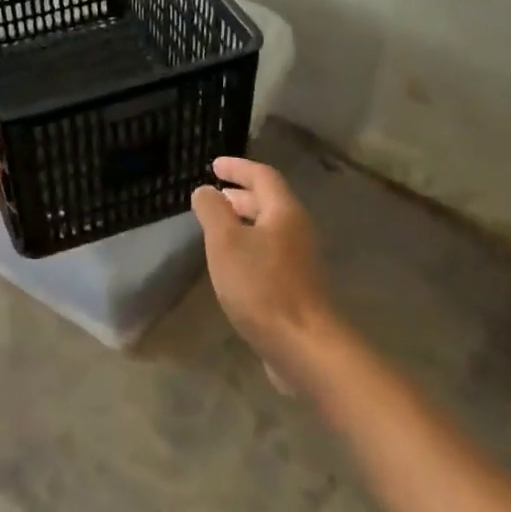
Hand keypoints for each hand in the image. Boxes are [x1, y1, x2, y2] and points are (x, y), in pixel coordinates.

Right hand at [192, 157, 337, 379]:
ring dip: (243, 221)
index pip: (262, 175)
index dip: (238, 167)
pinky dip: (248, 246)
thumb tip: (205, 190)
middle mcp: (297, 230)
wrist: (304, 346)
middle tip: (214, 195)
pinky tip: (232, 264)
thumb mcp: (226, 242)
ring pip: (269, 229)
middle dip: (240, 195)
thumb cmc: (262, 286)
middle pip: (269, 201)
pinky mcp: (296, 287)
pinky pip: (269, 253)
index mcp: (284, 212)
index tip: (214, 165)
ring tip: (217, 227)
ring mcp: (300, 260)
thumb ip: (213, 211)